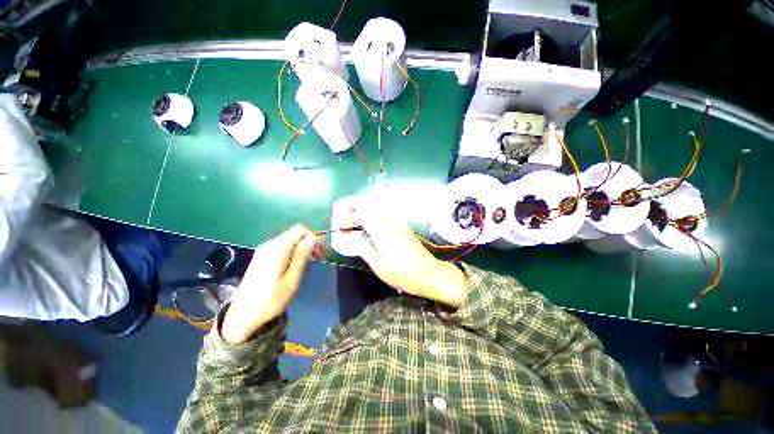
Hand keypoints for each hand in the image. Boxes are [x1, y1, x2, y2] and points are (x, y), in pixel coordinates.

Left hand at [221, 225, 321, 343]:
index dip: (315, 238)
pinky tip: (297, 264)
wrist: (242, 315)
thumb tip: (314, 239)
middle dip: (311, 242)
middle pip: (296, 233)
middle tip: (319, 257)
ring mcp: (265, 250)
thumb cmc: (271, 300)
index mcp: (277, 248)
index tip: (323, 253)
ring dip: (304, 247)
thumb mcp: (292, 280)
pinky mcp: (263, 256)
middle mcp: (270, 244)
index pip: (301, 231)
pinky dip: (295, 251)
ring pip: (290, 239)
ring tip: (311, 262)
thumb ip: (302, 256)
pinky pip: (284, 246)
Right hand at [351, 200, 467, 307]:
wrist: (430, 273)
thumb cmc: (403, 274)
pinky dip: (376, 215)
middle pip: (372, 208)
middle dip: (357, 211)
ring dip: (367, 211)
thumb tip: (351, 238)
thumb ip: (364, 249)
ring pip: (380, 209)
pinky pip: (387, 214)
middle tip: (348, 222)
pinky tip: (373, 225)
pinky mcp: (405, 227)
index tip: (342, 227)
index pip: (364, 215)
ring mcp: (400, 223)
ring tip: (358, 223)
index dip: (351, 218)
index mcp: (383, 232)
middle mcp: (391, 223)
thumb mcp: (380, 267)